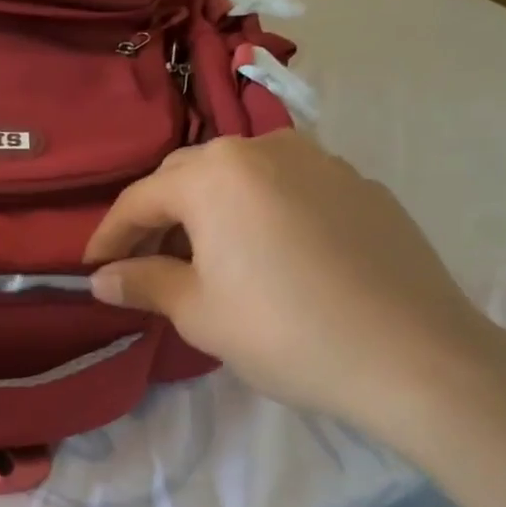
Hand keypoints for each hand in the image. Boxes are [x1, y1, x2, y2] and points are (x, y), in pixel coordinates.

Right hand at [84, 131, 505, 448]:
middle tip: (144, 263)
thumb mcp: (199, 312)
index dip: (109, 235)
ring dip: (209, 211)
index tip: (91, 268)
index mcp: (215, 175)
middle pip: (188, 177)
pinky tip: (267, 255)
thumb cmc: (285, 332)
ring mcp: (320, 162)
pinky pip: (288, 188)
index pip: (140, 199)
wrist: (415, 356)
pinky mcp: (360, 186)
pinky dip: (259, 212)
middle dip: (158, 218)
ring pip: (240, 177)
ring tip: (204, 258)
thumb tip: (102, 279)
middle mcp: (264, 150)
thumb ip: (143, 283)